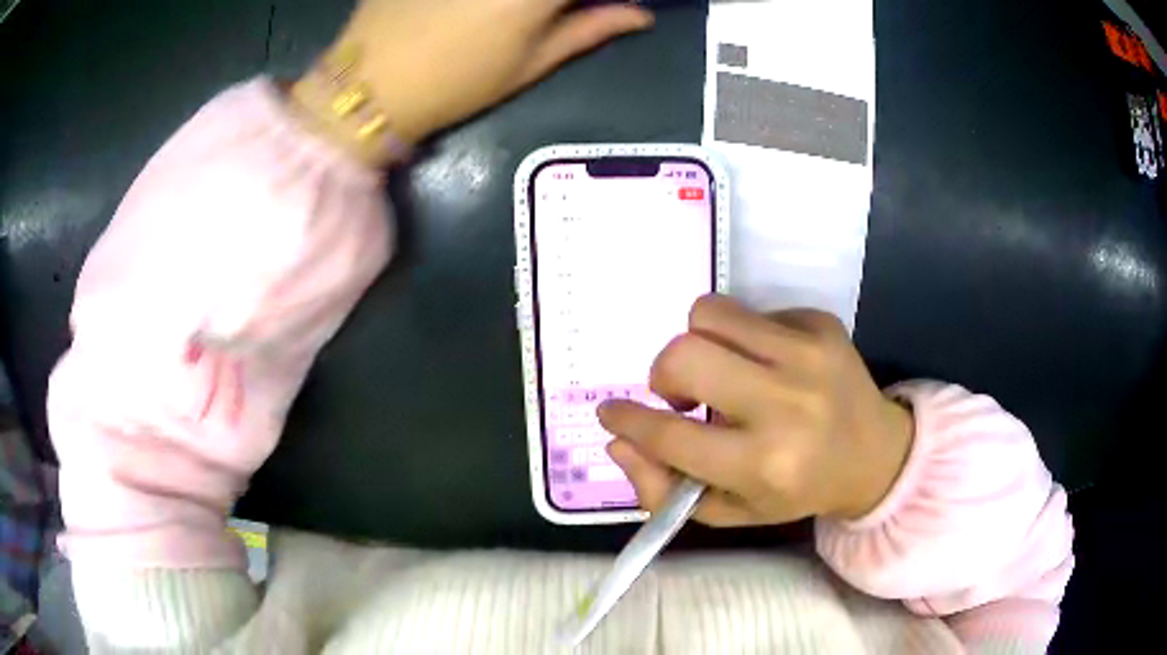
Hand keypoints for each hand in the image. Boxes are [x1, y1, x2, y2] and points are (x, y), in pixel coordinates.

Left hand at [323, 0, 652, 143]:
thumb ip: (590, 29)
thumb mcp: (531, 63)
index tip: (617, 4)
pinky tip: (479, 10)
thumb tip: (641, 15)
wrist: (370, 86)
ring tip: (511, 18)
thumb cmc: (457, 83)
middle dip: (564, 2)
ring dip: (526, 2)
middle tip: (553, 17)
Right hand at [598, 295, 914, 525]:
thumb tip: (619, 442)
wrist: (876, 454)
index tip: (611, 411)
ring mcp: (807, 355)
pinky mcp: (821, 324)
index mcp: (762, 464)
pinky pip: (751, 312)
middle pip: (684, 355)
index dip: (628, 420)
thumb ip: (665, 489)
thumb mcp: (731, 511)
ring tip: (721, 371)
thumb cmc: (797, 490)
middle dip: (664, 373)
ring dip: (700, 343)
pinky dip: (743, 337)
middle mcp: (785, 404)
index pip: (669, 435)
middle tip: (682, 396)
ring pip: (711, 314)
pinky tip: (768, 365)